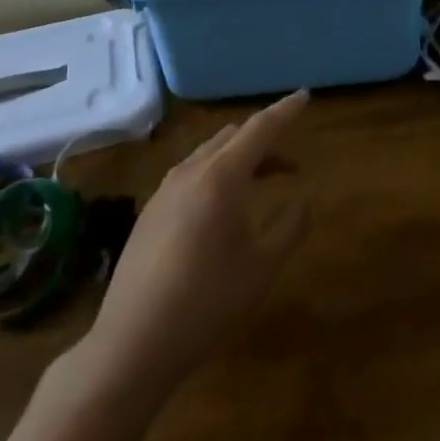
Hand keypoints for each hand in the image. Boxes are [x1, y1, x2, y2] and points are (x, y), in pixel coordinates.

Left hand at [82, 89, 310, 389]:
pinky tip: (222, 209)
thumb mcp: (262, 267)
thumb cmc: (207, 302)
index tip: (305, 96)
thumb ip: (291, 226)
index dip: (286, 110)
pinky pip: (191, 173)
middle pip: (234, 135)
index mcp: (221, 176)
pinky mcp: (150, 211)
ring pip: (210, 153)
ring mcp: (165, 190)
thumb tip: (306, 197)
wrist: (132, 344)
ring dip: (239, 157)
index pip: (261, 128)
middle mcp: (191, 171)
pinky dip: (216, 173)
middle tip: (290, 164)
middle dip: (265, 139)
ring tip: (260, 183)